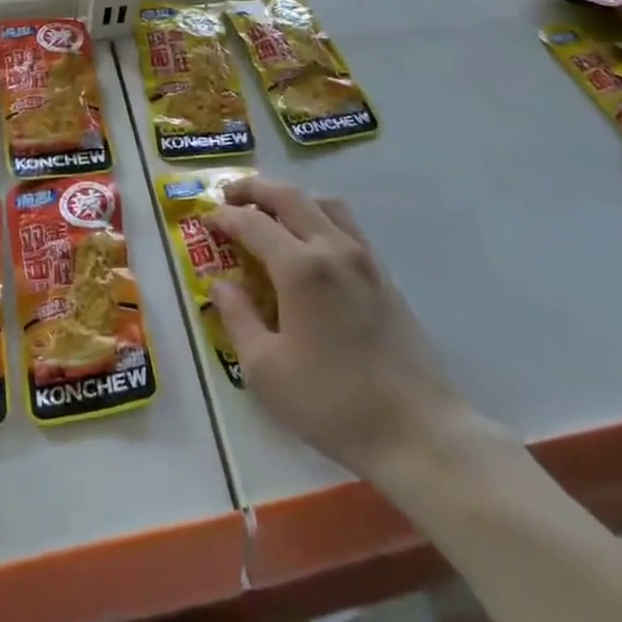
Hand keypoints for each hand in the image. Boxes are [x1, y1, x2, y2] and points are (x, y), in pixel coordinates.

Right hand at [208, 178, 488, 483]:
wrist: (417, 431)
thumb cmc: (332, 403)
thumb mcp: (265, 369)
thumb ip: (237, 318)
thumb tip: (220, 284)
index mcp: (301, 268)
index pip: (253, 223)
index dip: (224, 217)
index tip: (204, 219)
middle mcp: (333, 248)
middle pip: (290, 196)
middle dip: (254, 189)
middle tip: (228, 196)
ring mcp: (364, 258)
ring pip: (324, 203)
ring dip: (290, 197)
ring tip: (269, 212)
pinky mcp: (384, 274)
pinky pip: (346, 224)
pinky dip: (318, 215)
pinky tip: (309, 242)